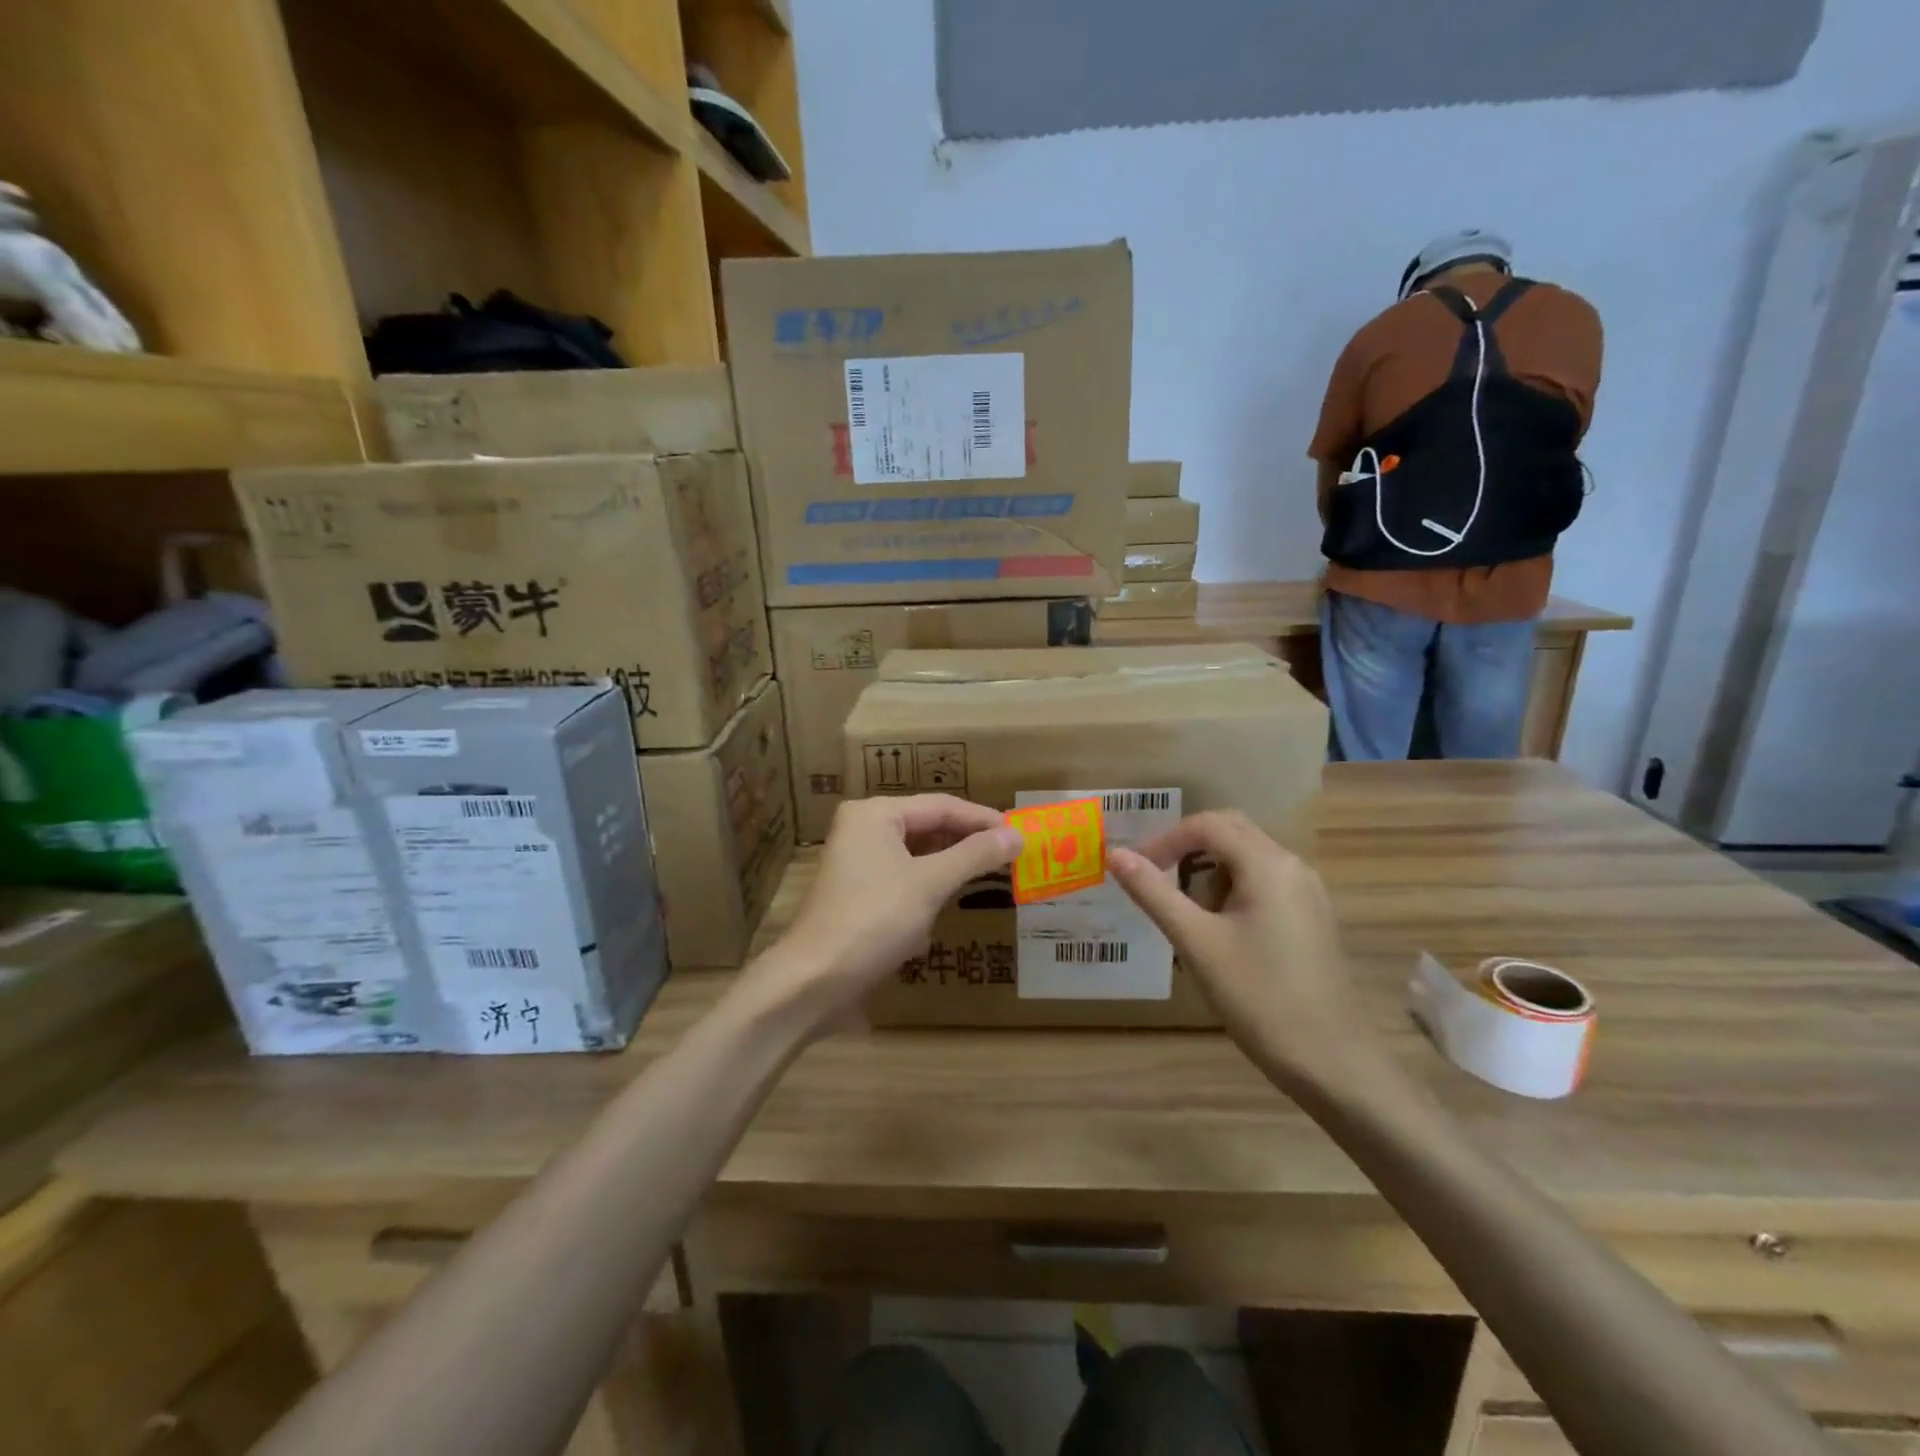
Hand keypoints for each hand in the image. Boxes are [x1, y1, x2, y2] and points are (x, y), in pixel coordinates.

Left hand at [740, 795, 1023, 1033]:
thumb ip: (974, 856)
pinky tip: (947, 903)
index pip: (941, 806)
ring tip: (989, 874)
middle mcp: (863, 829)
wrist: (814, 980)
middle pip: (927, 826)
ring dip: (949, 866)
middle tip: (1010, 854)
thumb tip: (1017, 835)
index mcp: (875, 814)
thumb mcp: (930, 884)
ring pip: (916, 854)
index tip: (1021, 834)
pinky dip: (928, 887)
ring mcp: (857, 863)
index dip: (983, 819)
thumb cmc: (874, 920)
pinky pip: (903, 878)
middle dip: (967, 842)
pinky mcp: (858, 894)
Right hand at [1109, 811, 1370, 1090]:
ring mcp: (1309, 892)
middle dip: (1189, 851)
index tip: (1137, 869)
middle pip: (1231, 832)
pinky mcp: (1313, 917)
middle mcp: (1294, 866)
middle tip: (1158, 883)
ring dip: (1212, 874)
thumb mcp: (1196, 942)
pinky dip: (1234, 891)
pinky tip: (1224, 934)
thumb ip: (1154, 893)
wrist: (1331, 1062)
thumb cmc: (1258, 997)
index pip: (1208, 825)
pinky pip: (1266, 882)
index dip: (1166, 840)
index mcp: (1268, 865)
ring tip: (1192, 920)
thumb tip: (1116, 855)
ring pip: (1248, 858)